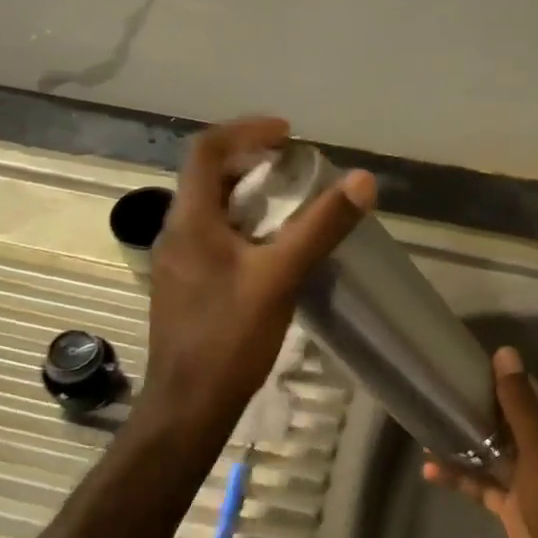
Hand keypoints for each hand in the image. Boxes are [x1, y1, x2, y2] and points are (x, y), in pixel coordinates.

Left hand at [141, 118, 374, 441]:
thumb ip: (320, 226)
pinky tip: (270, 251)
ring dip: (248, 196)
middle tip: (294, 168)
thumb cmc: (229, 338)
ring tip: (290, 205)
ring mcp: (176, 261)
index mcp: (190, 220)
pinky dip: (242, 226)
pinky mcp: (184, 286)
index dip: (246, 131)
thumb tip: (362, 180)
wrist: (187, 406)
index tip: (287, 135)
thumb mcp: (280, 277)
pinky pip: (212, 237)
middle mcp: (175, 232)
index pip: (207, 150)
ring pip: (210, 209)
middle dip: (251, 162)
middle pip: (208, 177)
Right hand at [423, 346, 537, 537]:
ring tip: (425, 429)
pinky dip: (459, 477)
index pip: (528, 394)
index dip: (501, 379)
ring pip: (490, 453)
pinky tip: (429, 470)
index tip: (467, 365)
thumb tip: (506, 352)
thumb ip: (520, 403)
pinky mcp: (512, 511)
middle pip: (506, 423)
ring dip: (462, 443)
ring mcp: (527, 484)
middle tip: (438, 393)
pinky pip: (481, 486)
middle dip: (476, 409)